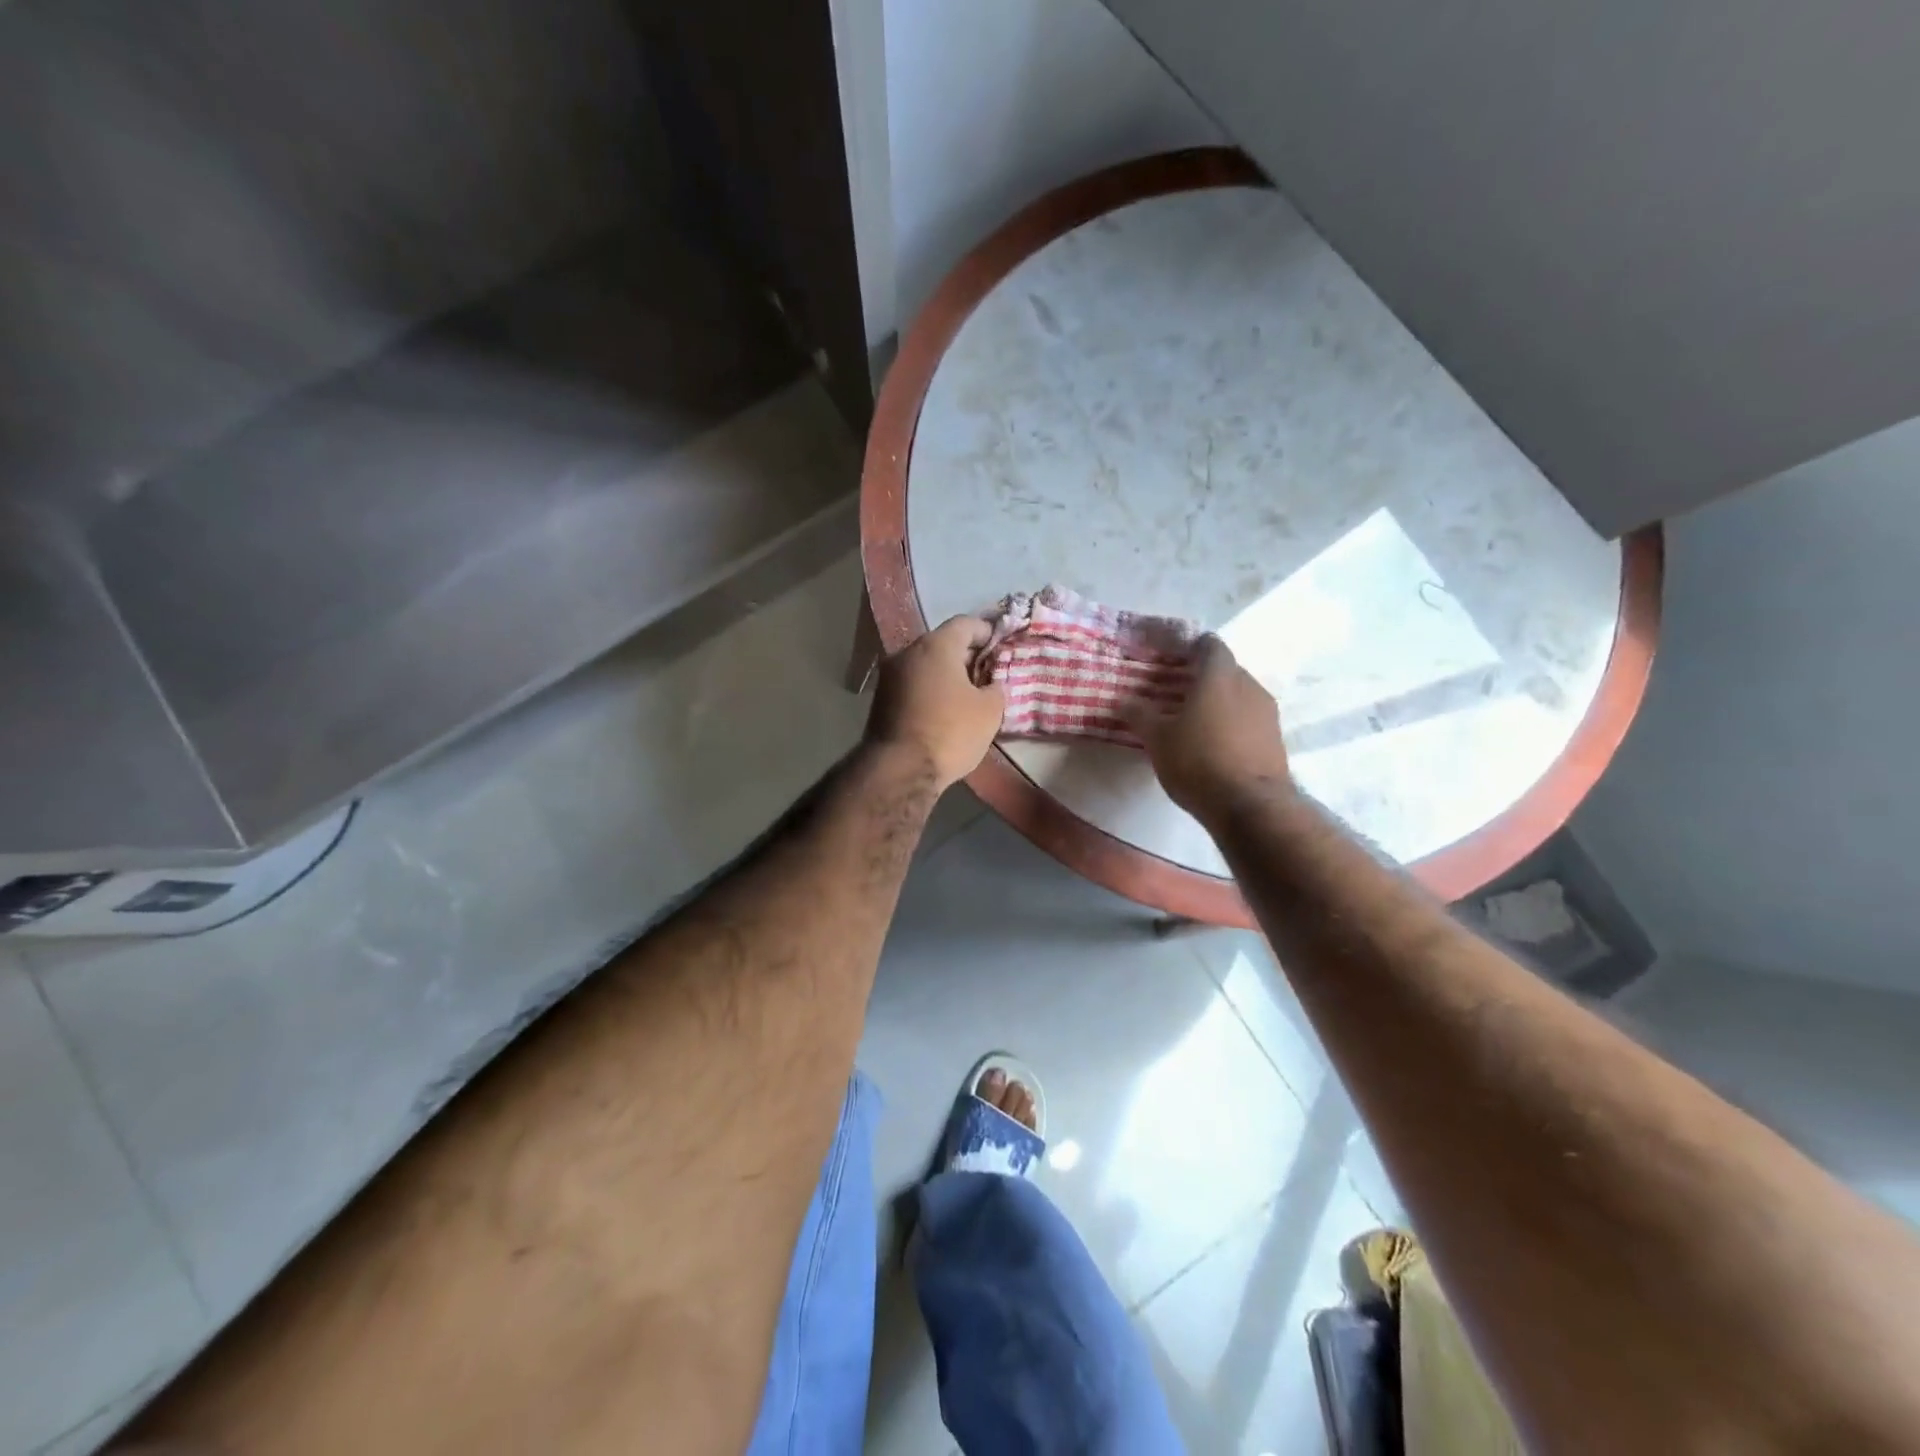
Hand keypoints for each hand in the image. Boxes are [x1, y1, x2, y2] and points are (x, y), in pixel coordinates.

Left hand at [864, 616, 1005, 790]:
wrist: (899, 771)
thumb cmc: (950, 732)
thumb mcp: (989, 711)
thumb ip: (995, 688)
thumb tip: (990, 685)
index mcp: (935, 645)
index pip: (965, 623)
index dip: (986, 631)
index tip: (1000, 645)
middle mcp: (907, 652)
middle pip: (941, 643)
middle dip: (965, 655)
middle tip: (986, 673)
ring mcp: (889, 676)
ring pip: (924, 665)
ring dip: (945, 674)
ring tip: (966, 694)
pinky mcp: (879, 700)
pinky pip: (912, 685)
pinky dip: (929, 690)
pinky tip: (943, 710)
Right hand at [1125, 635, 1291, 821]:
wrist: (1251, 806)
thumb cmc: (1198, 761)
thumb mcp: (1157, 739)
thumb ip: (1139, 715)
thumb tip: (1123, 701)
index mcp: (1219, 675)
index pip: (1208, 644)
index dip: (1188, 647)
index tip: (1169, 659)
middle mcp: (1249, 685)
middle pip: (1224, 669)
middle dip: (1200, 677)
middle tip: (1174, 692)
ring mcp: (1267, 713)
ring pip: (1238, 695)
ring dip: (1217, 702)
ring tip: (1192, 721)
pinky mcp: (1275, 739)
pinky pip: (1249, 720)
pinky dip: (1231, 724)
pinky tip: (1213, 745)